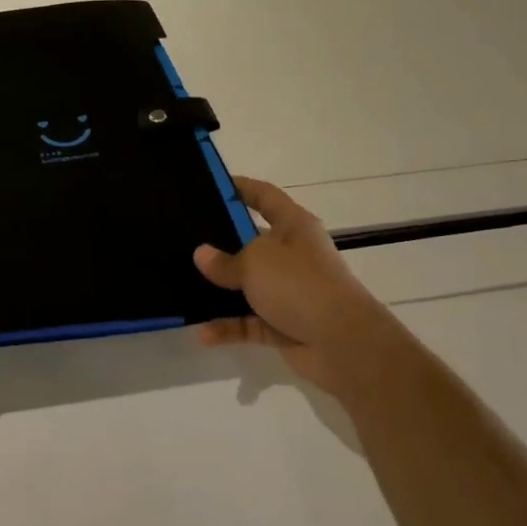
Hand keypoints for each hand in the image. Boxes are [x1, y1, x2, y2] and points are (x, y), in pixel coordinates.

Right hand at [192, 176, 397, 395]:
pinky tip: (203, 333)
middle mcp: (292, 255)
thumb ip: (224, 261)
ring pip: (246, 286)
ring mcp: (288, 292)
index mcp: (293, 227)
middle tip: (183, 239)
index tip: (210, 183)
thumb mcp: (255, 262)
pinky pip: (248, 322)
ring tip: (184, 287)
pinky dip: (228, 327)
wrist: (343, 342)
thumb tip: (202, 255)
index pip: (265, 196)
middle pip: (251, 242)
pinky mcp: (283, 324)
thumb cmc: (300, 284)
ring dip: (219, 291)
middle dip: (220, 243)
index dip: (241, 187)